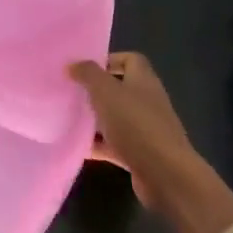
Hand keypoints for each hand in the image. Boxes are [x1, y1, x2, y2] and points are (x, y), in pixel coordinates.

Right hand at [70, 52, 232, 232]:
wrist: (164, 173)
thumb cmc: (136, 125)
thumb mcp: (107, 93)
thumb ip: (89, 75)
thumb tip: (73, 64)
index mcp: (144, 81)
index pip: (131, 60)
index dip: (108, 60)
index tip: (83, 69)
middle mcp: (147, 101)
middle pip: (121, 89)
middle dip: (96, 91)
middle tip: (71, 93)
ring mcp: (145, 129)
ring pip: (117, 117)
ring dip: (96, 119)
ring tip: (68, 119)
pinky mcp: (140, 153)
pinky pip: (115, 144)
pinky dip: (98, 145)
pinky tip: (77, 148)